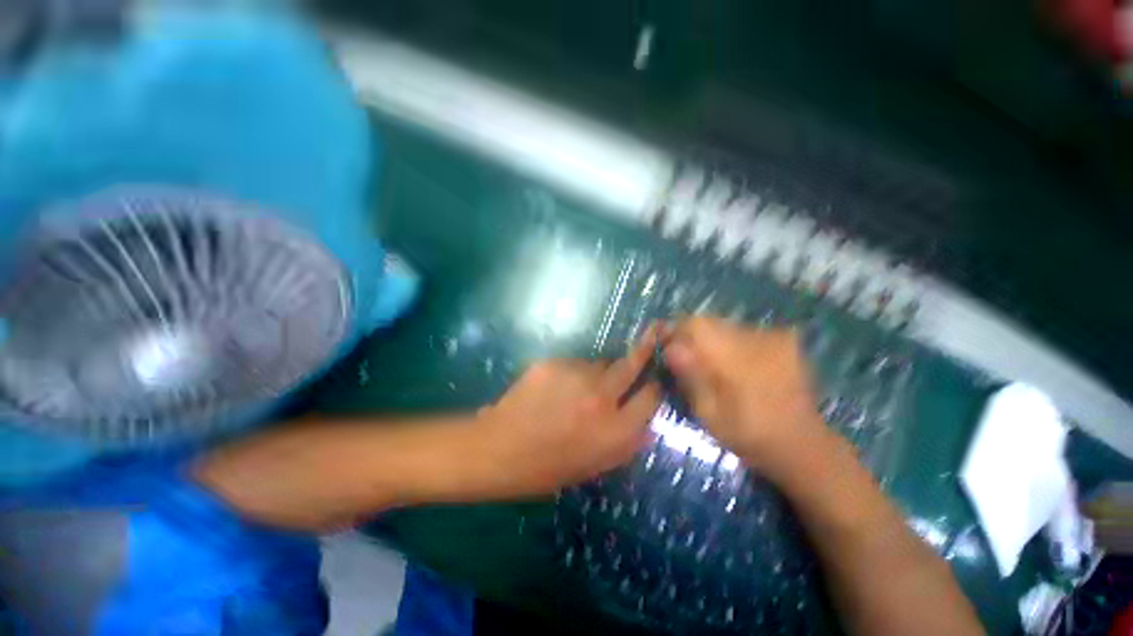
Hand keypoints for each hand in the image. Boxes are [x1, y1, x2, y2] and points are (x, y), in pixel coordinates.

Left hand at [470, 341, 662, 498]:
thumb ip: (627, 444)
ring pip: (600, 363)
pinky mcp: (555, 363)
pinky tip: (556, 389)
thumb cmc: (548, 468)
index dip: (655, 386)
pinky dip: (573, 372)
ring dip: (598, 372)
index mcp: (615, 430)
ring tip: (578, 390)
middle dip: (644, 349)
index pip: (651, 396)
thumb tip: (648, 424)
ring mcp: (576, 375)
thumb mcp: (596, 465)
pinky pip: (575, 363)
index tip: (654, 380)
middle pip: (632, 363)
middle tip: (653, 333)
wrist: (499, 449)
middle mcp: (602, 397)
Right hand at [663, 318, 829, 479]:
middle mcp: (756, 338)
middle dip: (691, 337)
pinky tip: (737, 366)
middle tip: (688, 363)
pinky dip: (732, 343)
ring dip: (711, 341)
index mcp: (736, 357)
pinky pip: (743, 331)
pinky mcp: (784, 340)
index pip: (695, 325)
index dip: (675, 332)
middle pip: (709, 321)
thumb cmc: (749, 435)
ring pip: (725, 325)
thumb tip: (671, 348)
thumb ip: (691, 377)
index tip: (667, 349)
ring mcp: (774, 337)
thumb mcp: (710, 413)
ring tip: (713, 368)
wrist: (803, 444)